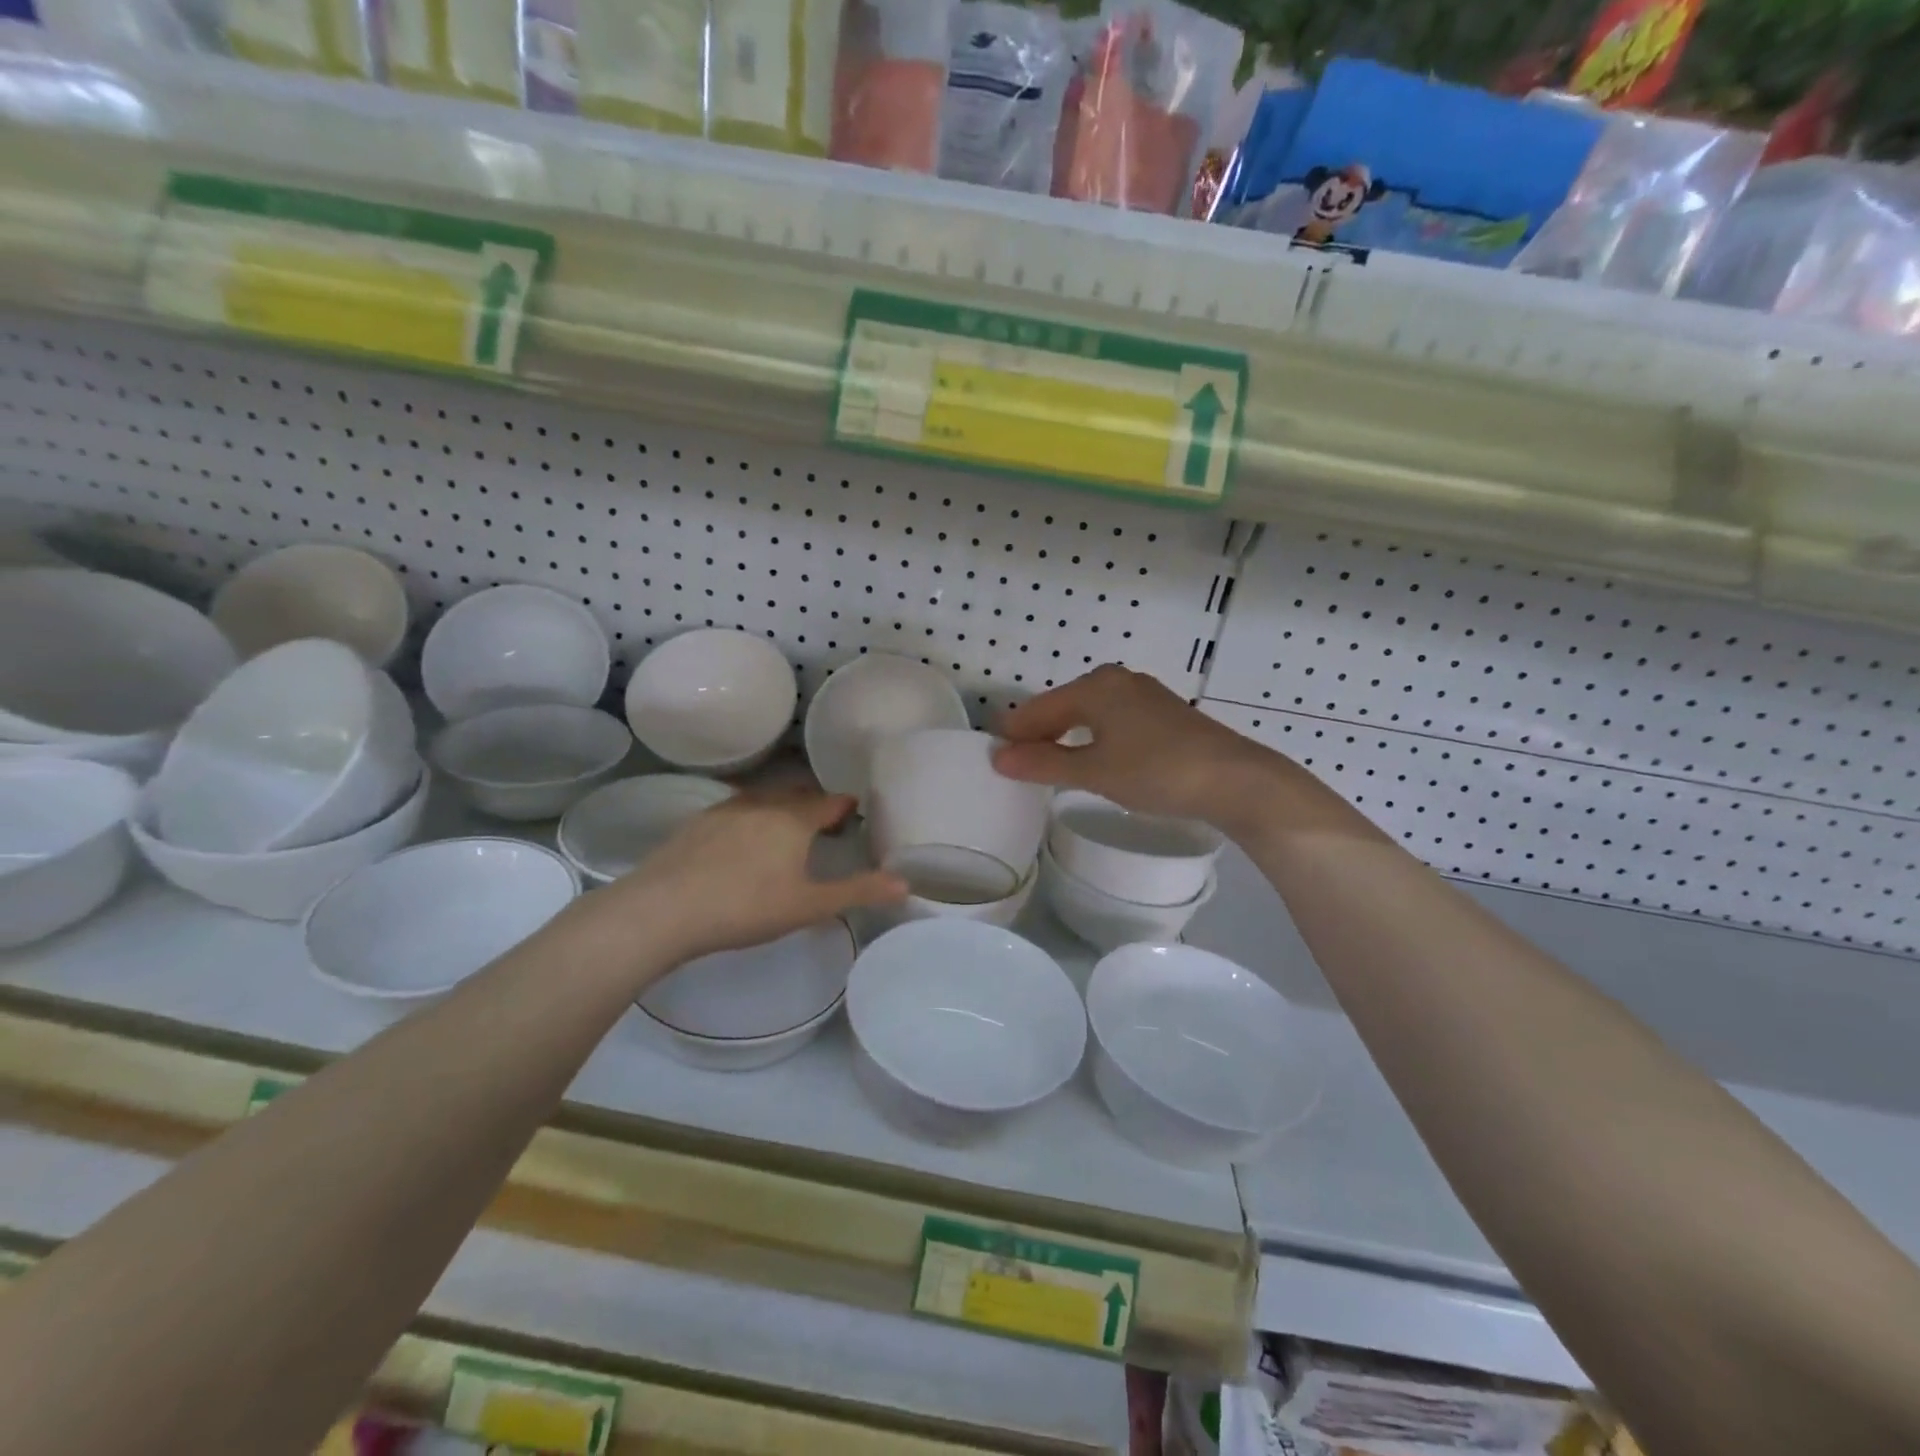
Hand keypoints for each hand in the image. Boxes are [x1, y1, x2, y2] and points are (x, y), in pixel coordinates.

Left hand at [594, 789, 905, 969]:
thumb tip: (905, 883)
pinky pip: (734, 813)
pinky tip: (740, 847)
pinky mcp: (696, 824)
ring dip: (780, 811)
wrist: (663, 910)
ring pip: (763, 800)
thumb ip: (858, 892)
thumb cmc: (746, 907)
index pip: (830, 801)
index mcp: (794, 818)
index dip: (845, 808)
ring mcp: (724, 810)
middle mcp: (762, 803)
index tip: (854, 819)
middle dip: (815, 808)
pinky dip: (749, 822)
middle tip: (825, 831)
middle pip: (797, 795)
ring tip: (784, 837)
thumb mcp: (809, 906)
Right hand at [992, 665, 1287, 828]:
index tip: (993, 755)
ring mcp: (1144, 695)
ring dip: (1065, 735)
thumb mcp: (1094, 772)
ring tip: (1047, 763)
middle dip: (1038, 732)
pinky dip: (1093, 737)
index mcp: (1095, 686)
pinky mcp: (1163, 714)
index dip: (1015, 732)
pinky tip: (1092, 756)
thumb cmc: (1156, 771)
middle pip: (1063, 705)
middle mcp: (1117, 680)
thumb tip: (998, 758)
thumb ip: (1043, 764)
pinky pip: (1112, 720)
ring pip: (1089, 712)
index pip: (1039, 708)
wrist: (1235, 780)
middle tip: (1016, 762)